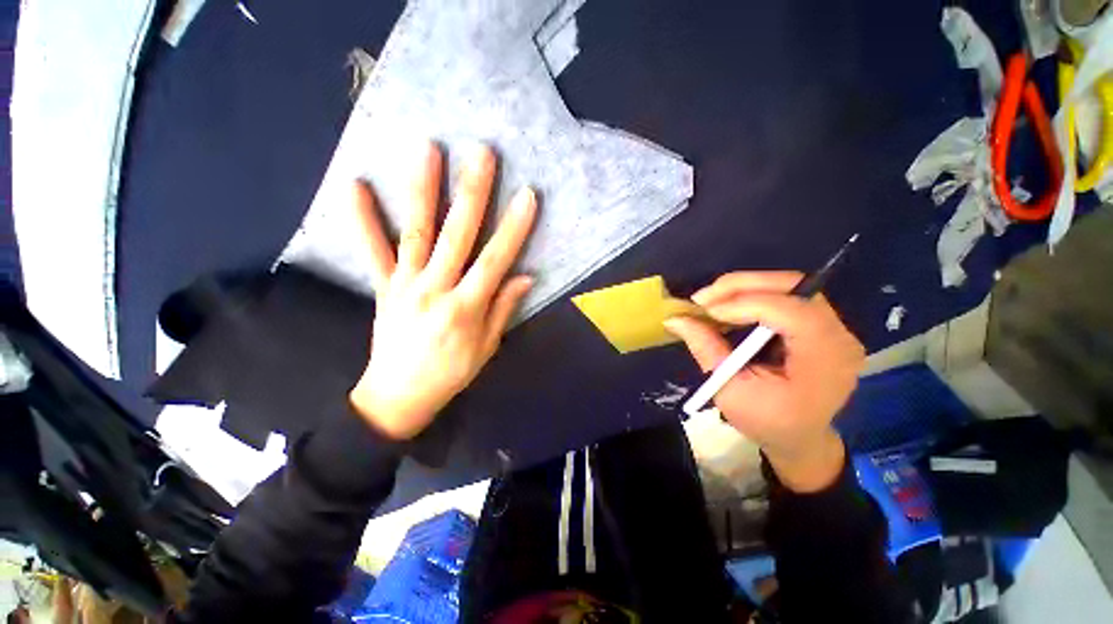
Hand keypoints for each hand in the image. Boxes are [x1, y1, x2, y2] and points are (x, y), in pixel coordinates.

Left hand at [348, 142, 536, 439]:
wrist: (398, 397)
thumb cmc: (451, 374)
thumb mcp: (487, 348)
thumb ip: (503, 309)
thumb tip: (525, 276)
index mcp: (466, 308)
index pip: (494, 260)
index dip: (513, 228)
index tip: (527, 196)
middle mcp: (436, 289)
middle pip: (457, 235)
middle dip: (472, 193)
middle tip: (481, 154)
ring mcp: (405, 284)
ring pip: (416, 232)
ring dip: (422, 189)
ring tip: (427, 149)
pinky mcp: (383, 287)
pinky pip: (371, 250)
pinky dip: (362, 218)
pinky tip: (355, 184)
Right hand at [664, 272, 864, 491]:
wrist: (799, 438)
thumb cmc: (767, 422)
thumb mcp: (730, 391)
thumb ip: (706, 349)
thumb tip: (675, 319)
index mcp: (825, 360)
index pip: (791, 312)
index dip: (745, 304)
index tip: (705, 310)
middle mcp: (838, 336)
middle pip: (793, 288)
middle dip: (742, 286)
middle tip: (703, 297)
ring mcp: (833, 328)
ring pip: (788, 286)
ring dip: (745, 288)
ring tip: (712, 301)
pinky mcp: (819, 325)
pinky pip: (785, 296)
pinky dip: (752, 295)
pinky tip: (729, 306)